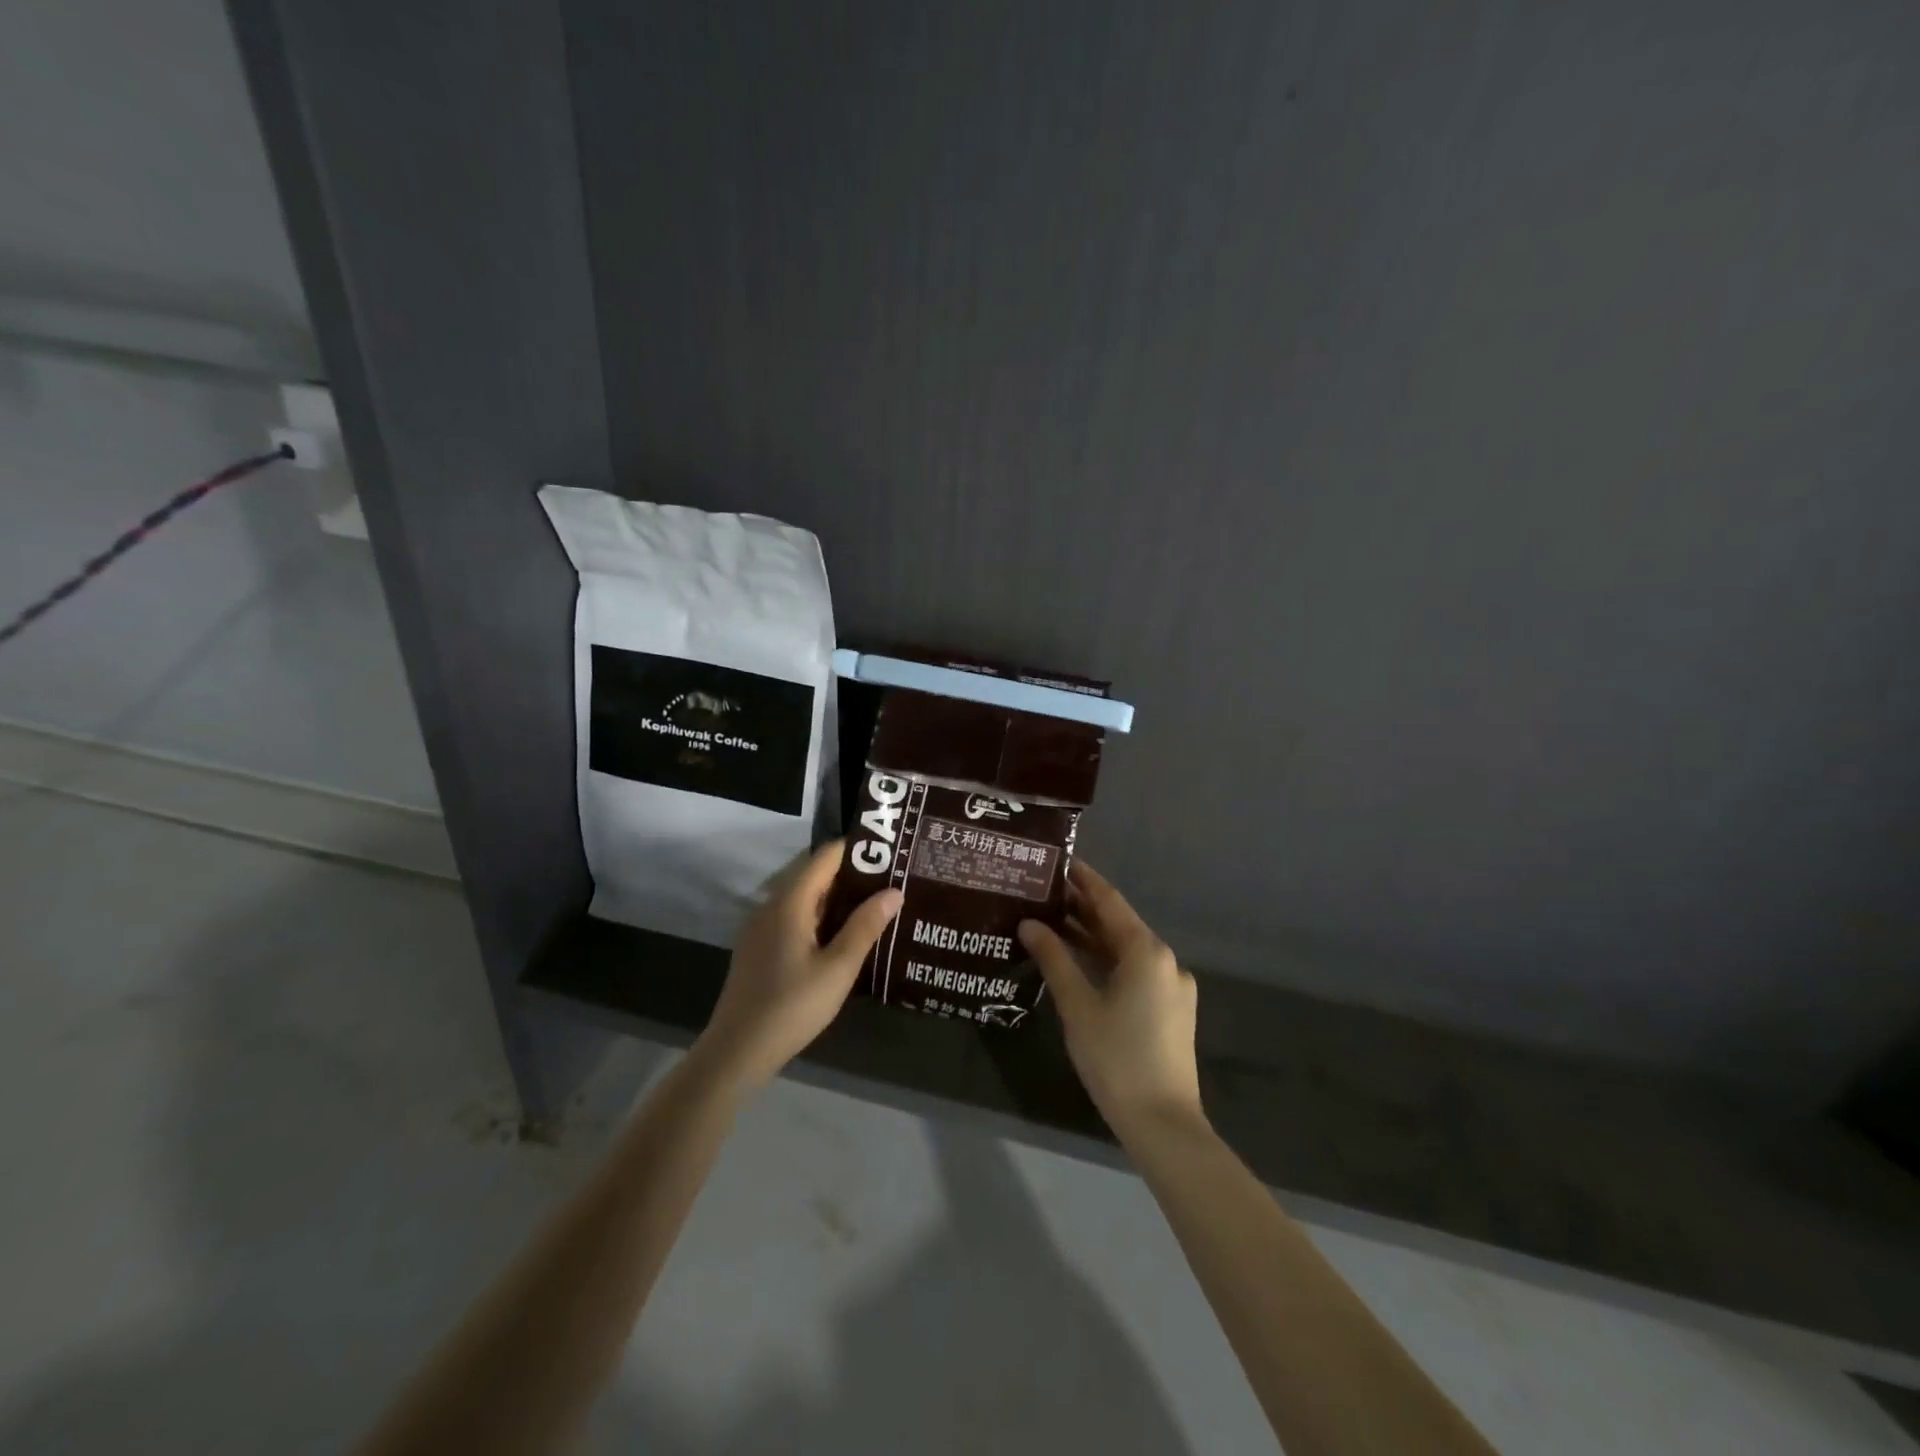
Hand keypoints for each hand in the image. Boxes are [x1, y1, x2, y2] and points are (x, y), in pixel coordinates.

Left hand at [695, 840, 902, 1091]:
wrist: (737, 1051)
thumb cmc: (792, 1006)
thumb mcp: (838, 968)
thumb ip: (865, 926)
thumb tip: (894, 891)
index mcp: (789, 902)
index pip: (824, 856)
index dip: (856, 850)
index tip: (889, 853)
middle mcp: (771, 905)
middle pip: (813, 874)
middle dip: (850, 873)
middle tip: (889, 880)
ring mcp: (761, 927)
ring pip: (803, 897)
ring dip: (835, 897)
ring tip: (873, 904)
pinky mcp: (759, 948)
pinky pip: (793, 917)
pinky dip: (819, 916)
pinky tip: (841, 935)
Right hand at [1019, 861, 1202, 1139]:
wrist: (1164, 1124)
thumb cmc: (1116, 1059)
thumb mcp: (1078, 1006)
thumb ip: (1054, 959)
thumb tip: (1030, 924)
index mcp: (1146, 952)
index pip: (1110, 901)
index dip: (1084, 880)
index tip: (1060, 861)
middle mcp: (1165, 961)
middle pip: (1120, 924)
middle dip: (1084, 908)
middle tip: (1045, 892)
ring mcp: (1172, 986)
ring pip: (1127, 950)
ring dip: (1093, 936)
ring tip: (1054, 922)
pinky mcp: (1172, 1009)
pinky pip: (1135, 971)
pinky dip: (1108, 961)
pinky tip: (1080, 963)